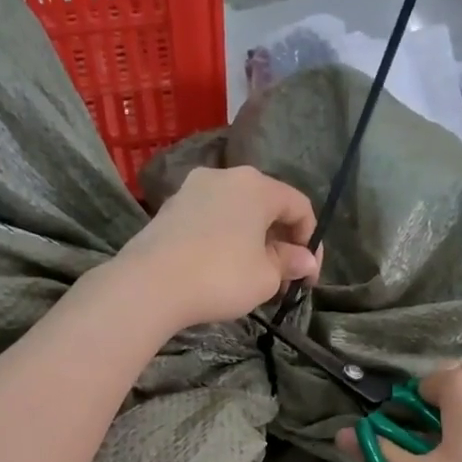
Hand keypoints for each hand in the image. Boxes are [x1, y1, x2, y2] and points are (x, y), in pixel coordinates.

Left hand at [111, 165, 320, 330]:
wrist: (150, 284)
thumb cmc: (220, 277)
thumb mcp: (265, 277)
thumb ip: (288, 264)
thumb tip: (304, 260)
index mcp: (256, 186)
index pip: (299, 206)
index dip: (311, 241)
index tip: (308, 275)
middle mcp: (225, 177)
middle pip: (265, 205)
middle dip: (280, 240)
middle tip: (282, 277)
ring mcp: (192, 189)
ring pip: (235, 212)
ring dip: (250, 240)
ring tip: (251, 275)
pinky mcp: (169, 208)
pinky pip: (209, 220)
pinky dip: (223, 239)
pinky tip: (219, 268)